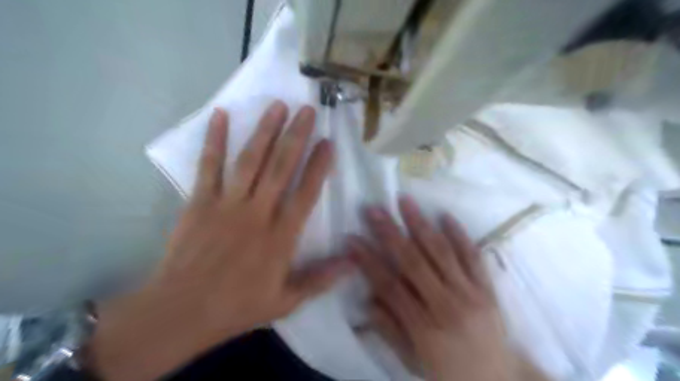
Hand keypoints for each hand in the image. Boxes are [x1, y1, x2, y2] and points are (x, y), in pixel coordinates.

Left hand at [86, 101, 352, 380]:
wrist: (181, 311)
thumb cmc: (237, 306)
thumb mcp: (286, 301)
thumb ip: (320, 279)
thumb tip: (353, 262)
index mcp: (280, 237)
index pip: (306, 194)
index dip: (319, 166)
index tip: (328, 143)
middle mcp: (257, 213)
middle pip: (280, 168)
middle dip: (296, 137)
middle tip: (307, 110)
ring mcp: (227, 204)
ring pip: (250, 161)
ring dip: (265, 131)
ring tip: (277, 106)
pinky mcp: (200, 202)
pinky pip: (209, 166)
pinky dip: (214, 140)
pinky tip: (220, 116)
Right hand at [350, 198, 514, 380]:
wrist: (498, 380)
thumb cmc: (448, 371)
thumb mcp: (412, 359)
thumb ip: (389, 329)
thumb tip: (367, 300)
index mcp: (424, 327)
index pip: (389, 285)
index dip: (368, 261)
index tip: (352, 238)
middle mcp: (446, 305)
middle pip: (413, 262)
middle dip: (390, 233)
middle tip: (374, 209)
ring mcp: (470, 293)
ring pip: (441, 252)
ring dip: (420, 224)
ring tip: (405, 201)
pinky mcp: (487, 287)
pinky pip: (473, 256)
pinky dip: (459, 235)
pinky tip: (445, 215)